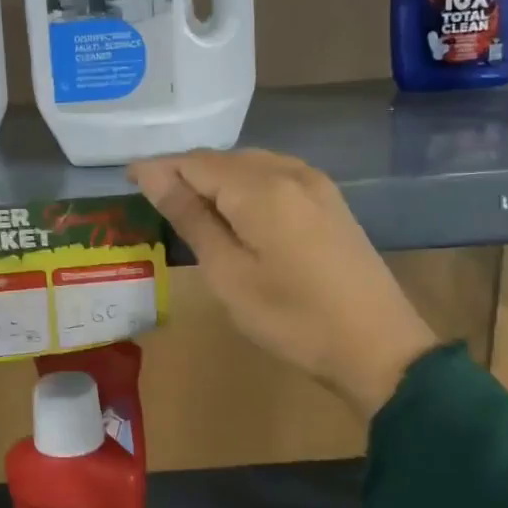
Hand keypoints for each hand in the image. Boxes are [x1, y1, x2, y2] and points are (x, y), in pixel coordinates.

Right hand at [128, 150, 438, 418]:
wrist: (380, 348)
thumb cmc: (293, 319)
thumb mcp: (229, 275)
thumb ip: (190, 218)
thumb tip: (152, 174)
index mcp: (260, 188)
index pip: (194, 162)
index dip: (158, 167)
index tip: (127, 178)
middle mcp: (288, 171)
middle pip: (222, 159)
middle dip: (185, 172)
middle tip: (153, 198)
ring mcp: (315, 183)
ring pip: (250, 164)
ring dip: (215, 178)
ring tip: (188, 206)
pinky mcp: (329, 200)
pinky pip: (275, 175)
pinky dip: (245, 184)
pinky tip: (236, 210)